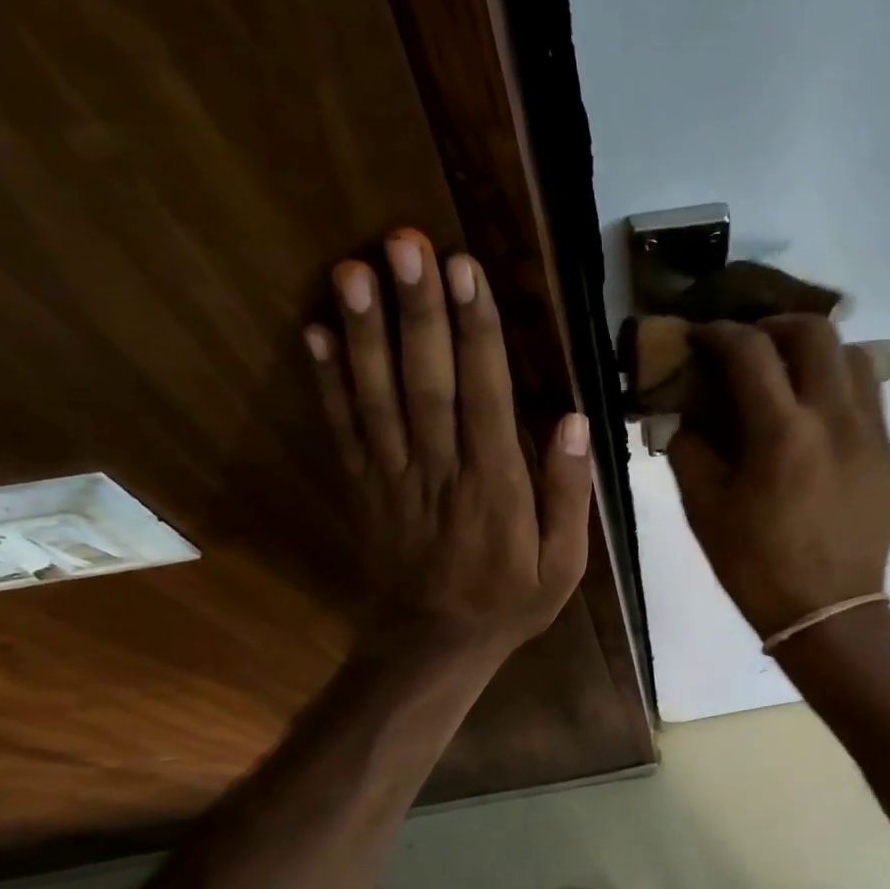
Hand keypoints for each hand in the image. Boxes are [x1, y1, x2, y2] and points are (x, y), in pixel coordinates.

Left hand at [306, 228, 591, 658]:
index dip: (475, 332)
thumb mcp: (564, 565)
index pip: (486, 396)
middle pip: (426, 381)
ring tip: (353, 269)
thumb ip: (569, 494)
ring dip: (364, 332)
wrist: (433, 646)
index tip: (465, 272)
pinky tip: (314, 332)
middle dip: (417, 311)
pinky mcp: (362, 487)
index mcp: (496, 486)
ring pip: (377, 397)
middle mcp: (441, 470)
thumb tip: (575, 421)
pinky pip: (342, 429)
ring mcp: (393, 477)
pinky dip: (326, 381)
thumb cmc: (508, 602)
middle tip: (405, 243)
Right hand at [668, 316, 889, 639]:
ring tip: (791, 373)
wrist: (829, 614)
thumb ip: (689, 448)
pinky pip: (870, 398)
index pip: (750, 350)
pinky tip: (818, 417)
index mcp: (782, 434)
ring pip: (854, 356)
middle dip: (775, 325)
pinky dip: (840, 388)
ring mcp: (872, 436)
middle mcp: (835, 420)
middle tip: (751, 345)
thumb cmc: (757, 567)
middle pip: (815, 331)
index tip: (701, 336)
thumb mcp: (705, 510)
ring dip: (816, 351)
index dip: (719, 332)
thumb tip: (685, 411)